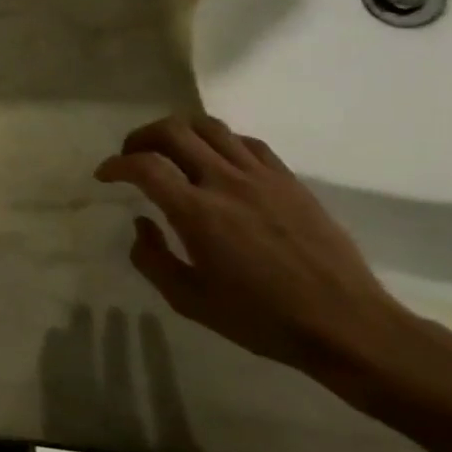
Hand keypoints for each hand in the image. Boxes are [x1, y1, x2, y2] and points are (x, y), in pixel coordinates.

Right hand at [94, 115, 416, 373]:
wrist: (346, 324)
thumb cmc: (261, 319)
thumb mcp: (189, 300)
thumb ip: (152, 259)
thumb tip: (141, 223)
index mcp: (197, 213)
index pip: (144, 166)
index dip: (116, 164)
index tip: (105, 175)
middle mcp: (226, 183)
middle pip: (174, 131)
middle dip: (141, 138)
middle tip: (132, 157)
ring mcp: (262, 177)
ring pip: (210, 127)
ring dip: (179, 132)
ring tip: (169, 152)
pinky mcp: (289, 180)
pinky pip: (246, 142)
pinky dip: (218, 142)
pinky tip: (215, 162)